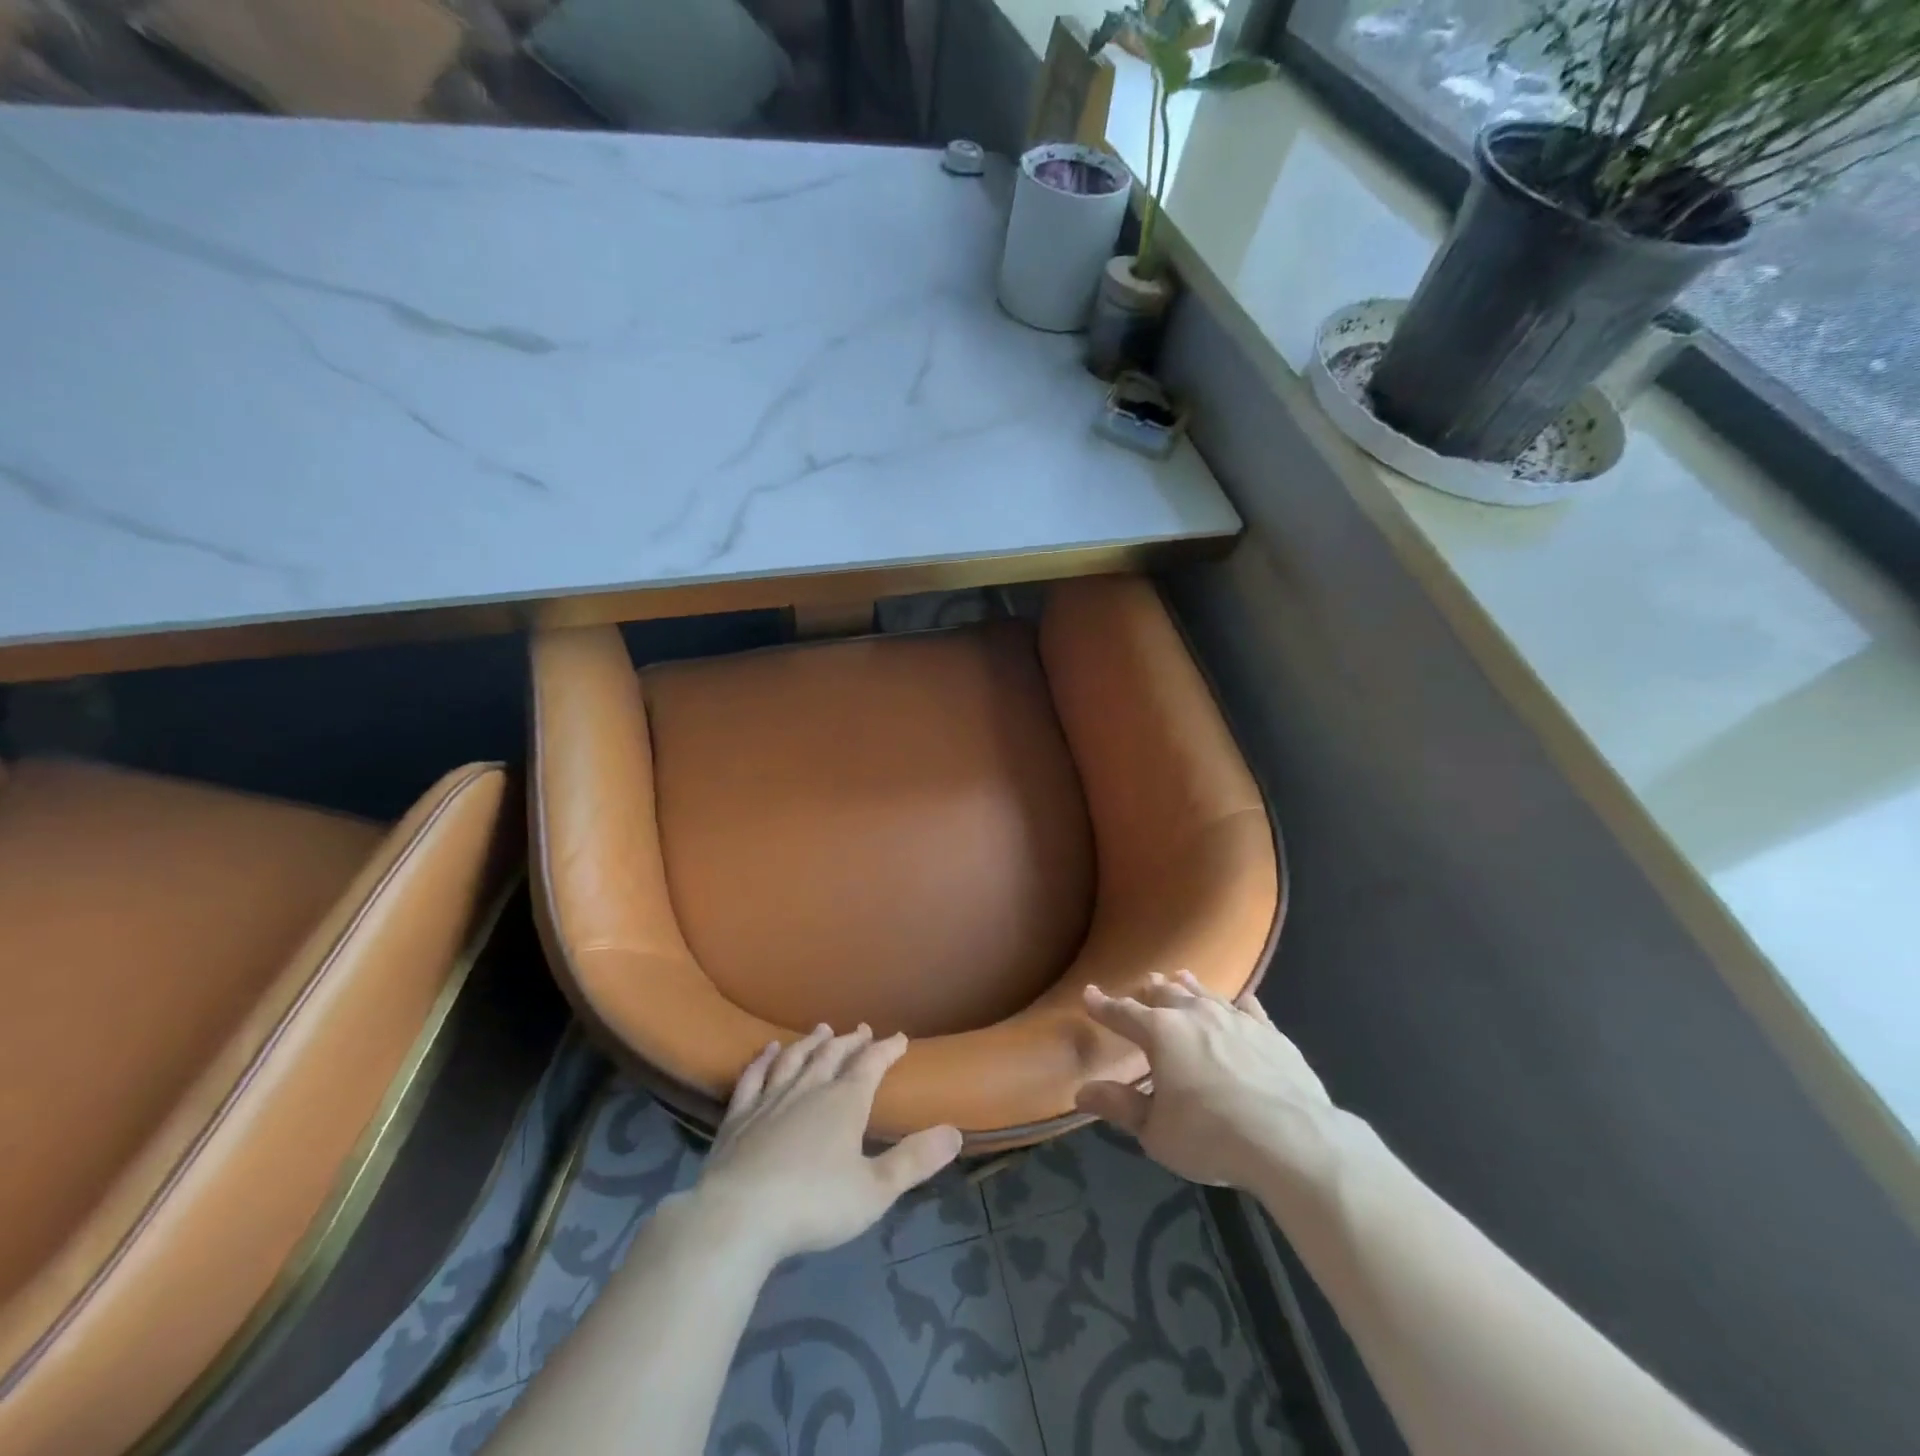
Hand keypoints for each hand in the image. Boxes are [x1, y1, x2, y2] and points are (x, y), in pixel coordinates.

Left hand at [691, 1024, 963, 1265]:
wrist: (738, 1217)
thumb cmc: (813, 1204)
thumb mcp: (875, 1190)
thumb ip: (914, 1160)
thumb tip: (956, 1132)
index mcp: (845, 1103)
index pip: (871, 1065)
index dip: (887, 1049)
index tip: (899, 1038)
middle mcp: (809, 1090)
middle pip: (833, 1056)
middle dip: (850, 1041)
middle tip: (861, 1029)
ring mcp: (770, 1100)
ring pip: (795, 1060)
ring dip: (811, 1043)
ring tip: (821, 1030)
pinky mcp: (739, 1117)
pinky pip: (754, 1077)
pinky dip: (763, 1060)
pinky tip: (768, 1051)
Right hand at [1075, 971, 1344, 1192]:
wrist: (1293, 1139)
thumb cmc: (1212, 1137)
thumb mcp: (1156, 1131)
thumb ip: (1120, 1107)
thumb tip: (1081, 1091)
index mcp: (1161, 1033)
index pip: (1123, 1013)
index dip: (1103, 1005)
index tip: (1090, 994)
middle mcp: (1196, 1014)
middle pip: (1166, 994)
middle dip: (1150, 991)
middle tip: (1143, 986)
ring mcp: (1237, 1019)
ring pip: (1204, 993)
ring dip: (1188, 987)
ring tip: (1180, 978)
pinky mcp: (1271, 1033)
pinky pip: (1249, 1008)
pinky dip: (1237, 1003)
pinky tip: (1239, 1003)